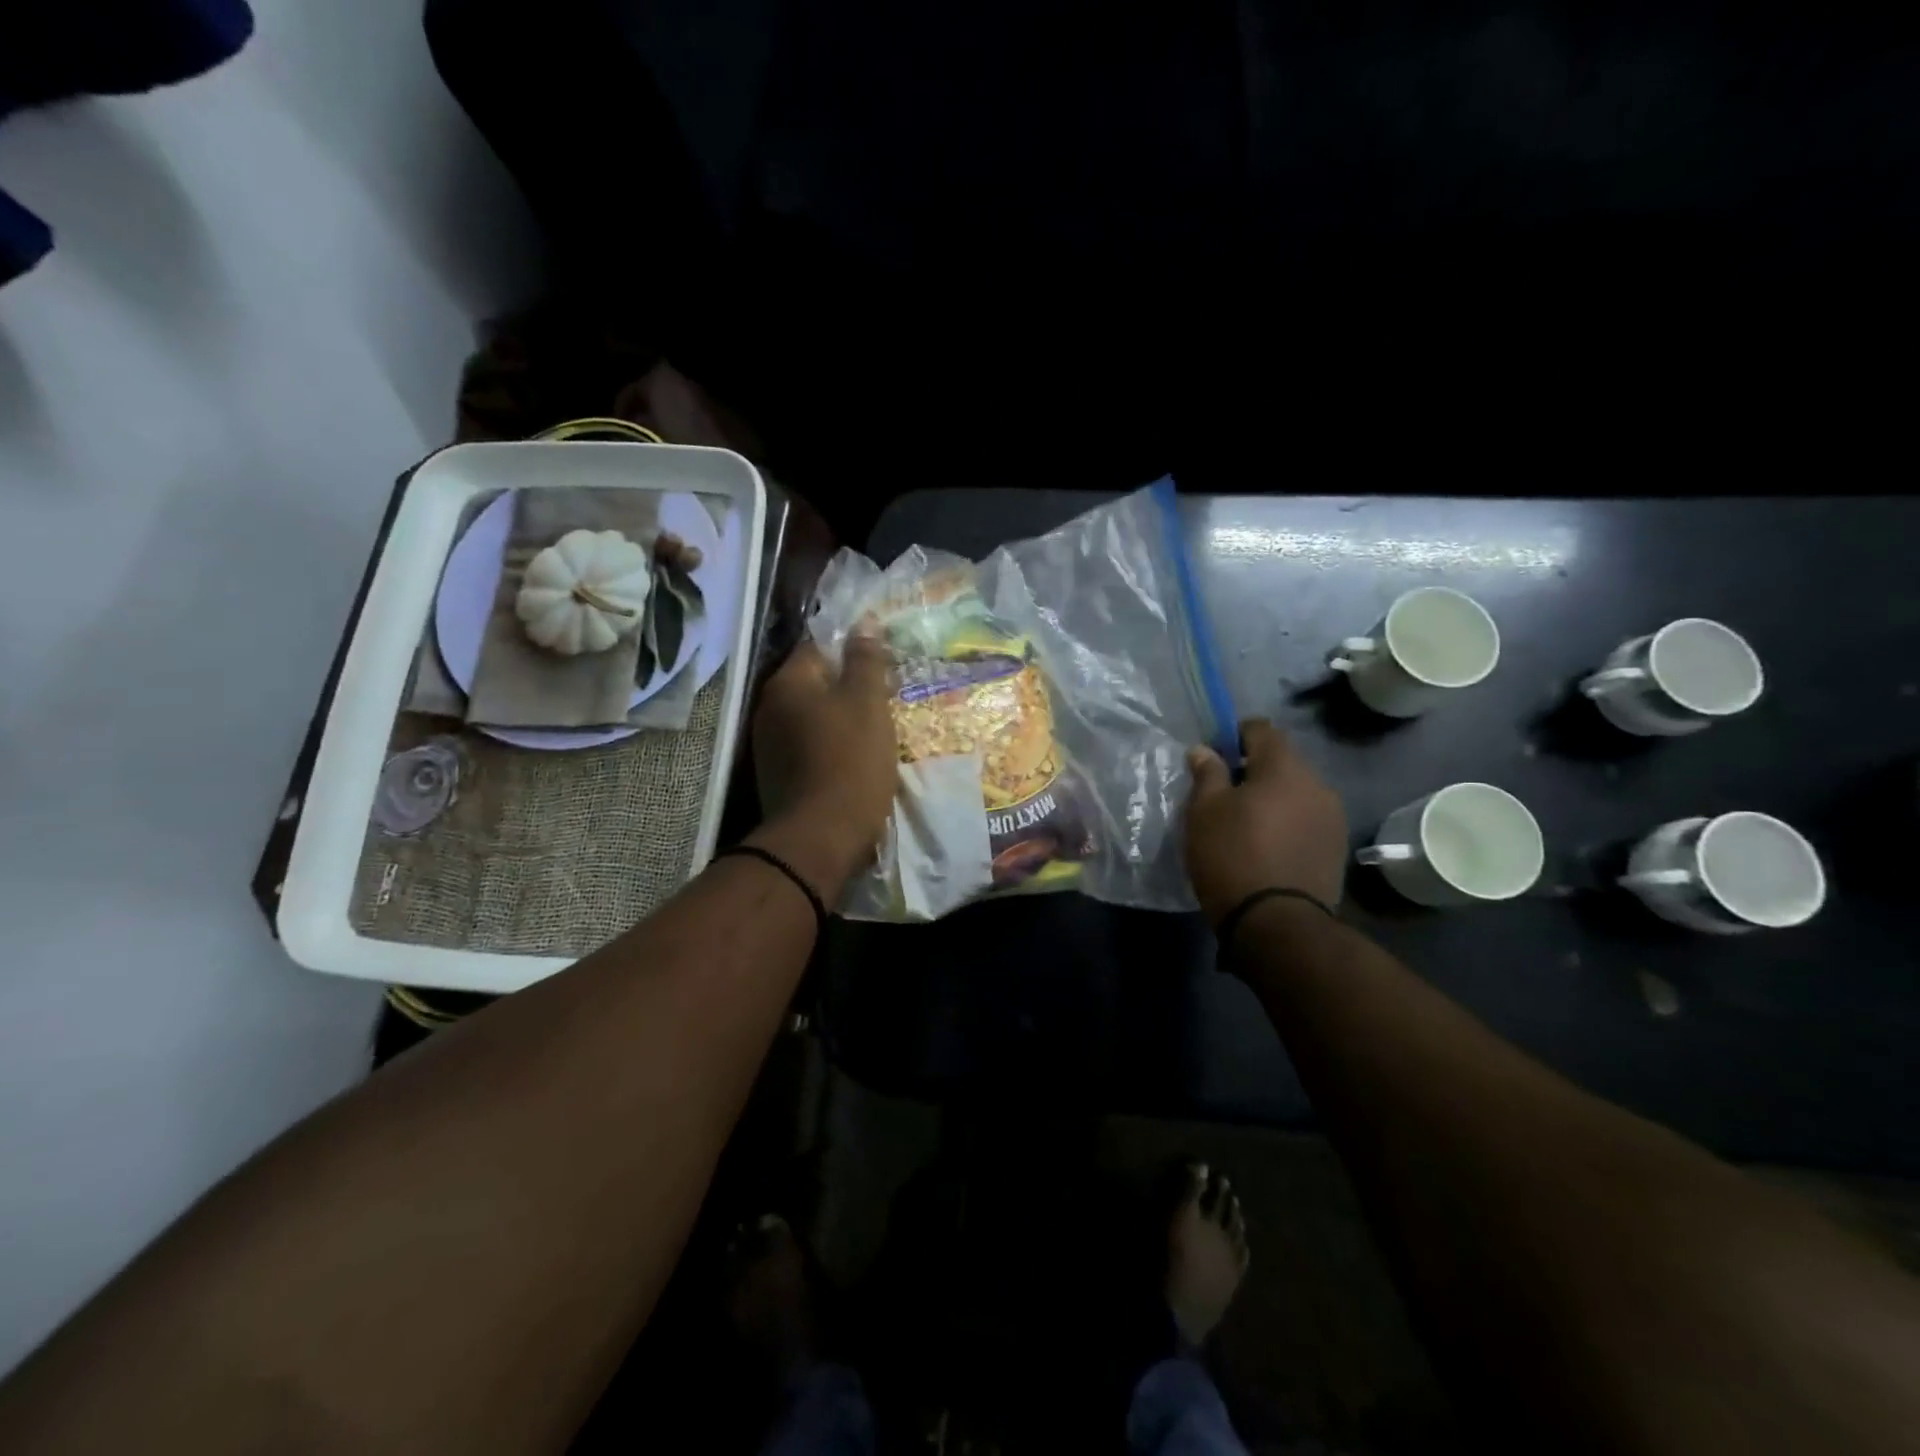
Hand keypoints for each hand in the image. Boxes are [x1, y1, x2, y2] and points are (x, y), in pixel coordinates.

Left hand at [752, 638, 897, 866]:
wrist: (821, 837)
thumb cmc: (850, 761)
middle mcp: (769, 708)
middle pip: (813, 684)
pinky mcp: (776, 776)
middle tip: (883, 701)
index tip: (881, 667)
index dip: (851, 652)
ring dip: (838, 720)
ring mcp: (768, 744)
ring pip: (811, 717)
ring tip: (873, 733)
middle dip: (846, 688)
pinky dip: (829, 747)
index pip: (818, 647)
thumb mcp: (868, 703)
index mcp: (788, 683)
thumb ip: (866, 660)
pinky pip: (807, 747)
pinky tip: (853, 761)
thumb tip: (863, 622)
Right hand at [1184, 719, 1346, 921]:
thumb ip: (1206, 773)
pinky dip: (1286, 823)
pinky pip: (1305, 820)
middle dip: (1252, 770)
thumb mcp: (1204, 811)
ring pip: (1295, 793)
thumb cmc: (1232, 855)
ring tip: (1244, 824)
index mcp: (1284, 767)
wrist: (1277, 923)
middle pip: (1281, 762)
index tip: (1213, 757)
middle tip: (1222, 794)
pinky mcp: (1335, 848)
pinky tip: (1265, 846)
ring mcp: (1332, 818)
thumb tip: (1204, 750)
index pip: (1261, 729)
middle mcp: (1316, 784)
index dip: (1234, 735)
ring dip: (1272, 799)